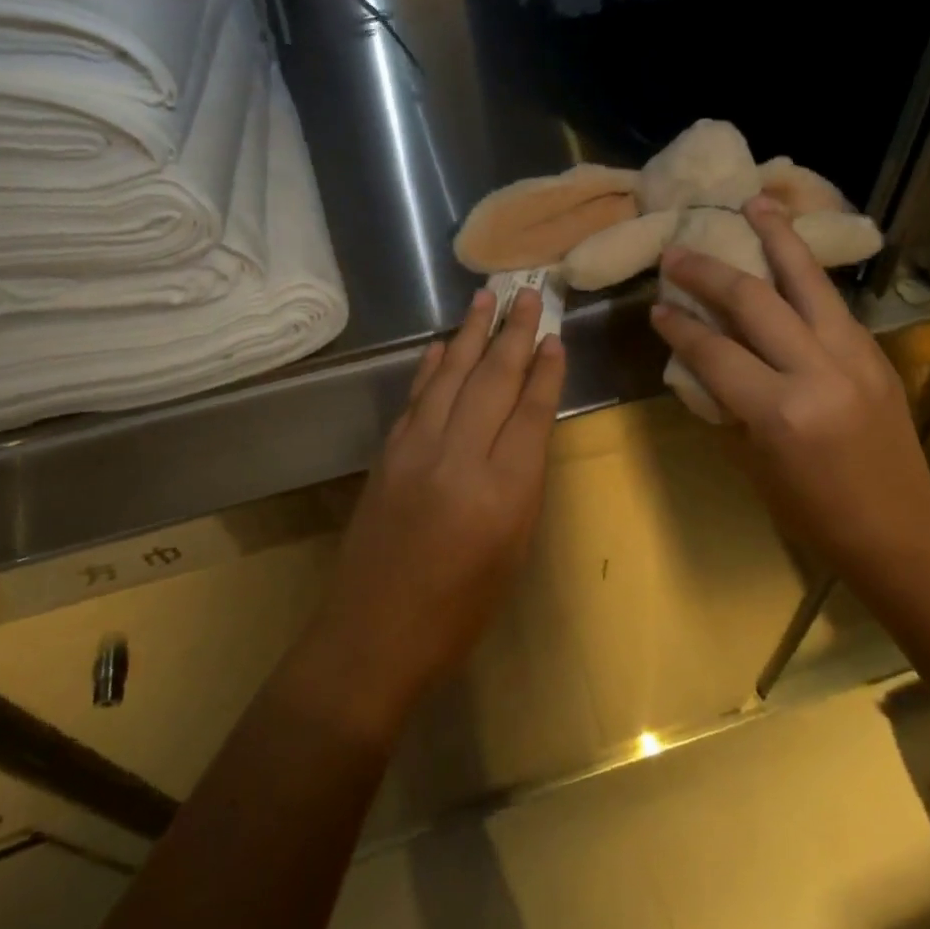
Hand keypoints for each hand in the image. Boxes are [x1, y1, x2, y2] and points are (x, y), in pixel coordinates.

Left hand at [298, 287, 565, 742]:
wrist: (373, 635)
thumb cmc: (459, 610)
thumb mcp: (513, 550)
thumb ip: (522, 482)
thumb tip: (526, 426)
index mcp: (504, 491)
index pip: (531, 411)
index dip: (546, 370)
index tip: (556, 336)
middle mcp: (459, 457)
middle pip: (493, 380)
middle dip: (514, 333)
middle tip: (529, 293)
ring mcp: (416, 449)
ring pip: (450, 375)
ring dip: (470, 333)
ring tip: (487, 297)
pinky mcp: (387, 453)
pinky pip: (417, 396)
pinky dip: (431, 366)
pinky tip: (442, 344)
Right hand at [650, 197, 929, 559]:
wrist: (900, 531)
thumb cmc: (813, 513)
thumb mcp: (752, 461)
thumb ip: (726, 402)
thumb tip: (700, 357)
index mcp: (781, 411)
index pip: (715, 351)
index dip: (679, 326)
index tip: (655, 307)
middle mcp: (818, 371)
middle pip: (754, 301)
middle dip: (708, 272)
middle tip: (678, 252)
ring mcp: (854, 355)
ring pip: (807, 280)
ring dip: (776, 237)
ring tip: (753, 204)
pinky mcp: (875, 352)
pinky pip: (831, 301)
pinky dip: (805, 272)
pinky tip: (789, 253)